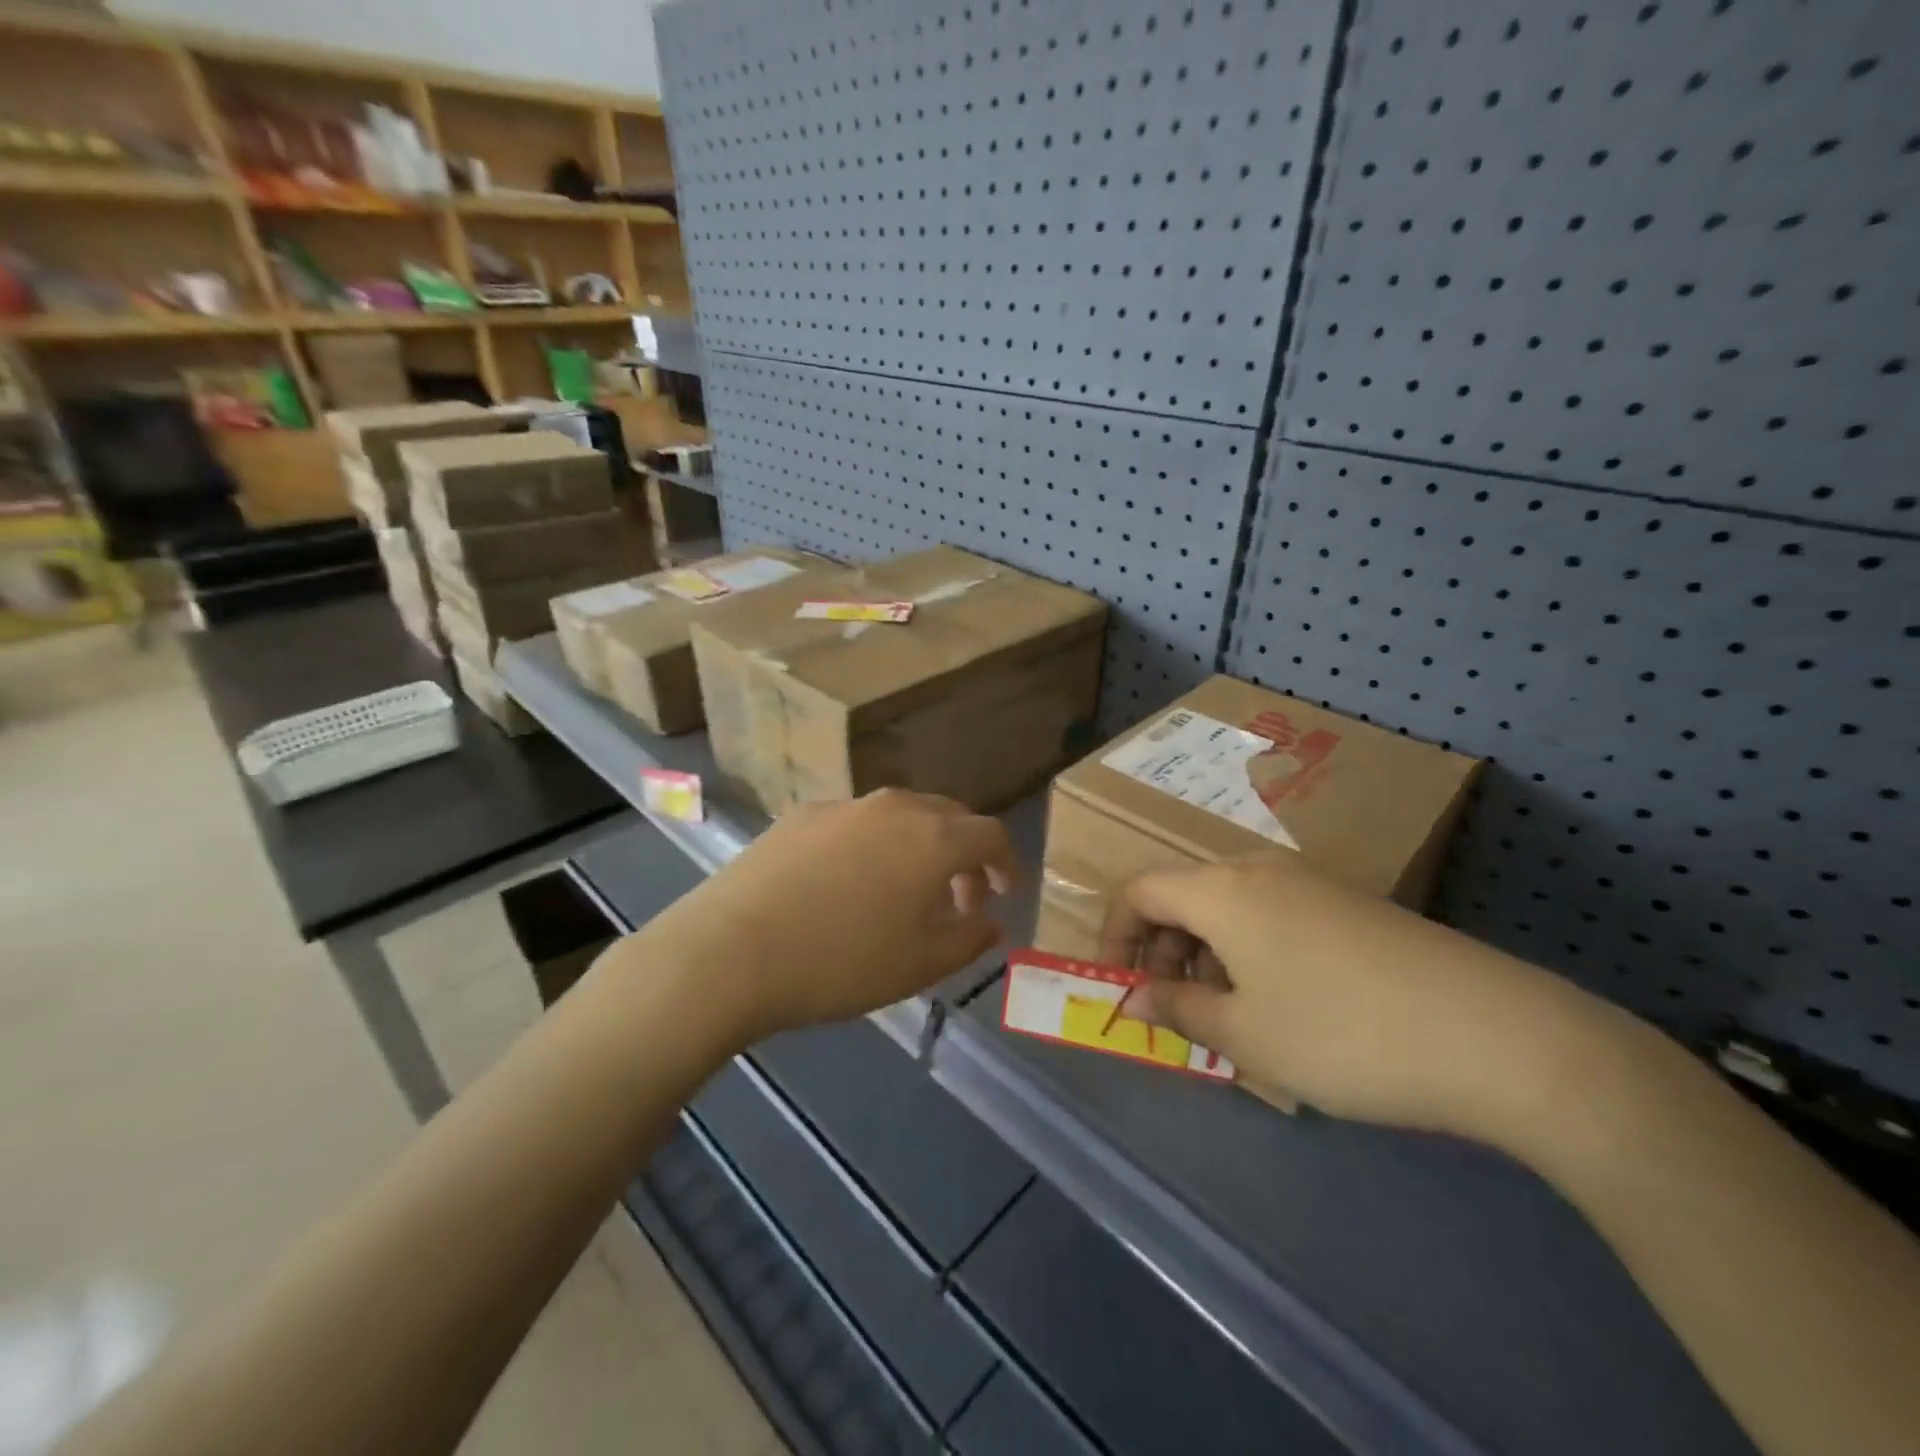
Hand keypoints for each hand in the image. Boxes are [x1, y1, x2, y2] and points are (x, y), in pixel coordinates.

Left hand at [632, 789, 1018, 1045]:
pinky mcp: (800, 815)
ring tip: (904, 893)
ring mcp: (843, 806)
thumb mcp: (921, 965)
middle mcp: (893, 807)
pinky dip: (873, 846)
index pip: (990, 834)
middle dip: (964, 854)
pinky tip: (848, 886)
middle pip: (948, 816)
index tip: (1004, 893)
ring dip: (918, 848)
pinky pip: (856, 823)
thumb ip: (969, 938)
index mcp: (933, 837)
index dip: (1006, 863)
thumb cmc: (841, 963)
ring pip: (900, 817)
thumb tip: (990, 920)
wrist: (729, 952)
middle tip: (959, 899)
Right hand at [1103, 856, 1629, 1139]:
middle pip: (1184, 895)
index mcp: (1222, 891)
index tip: (1120, 987)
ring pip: (1230, 907)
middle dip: (1163, 949)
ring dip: (1208, 954)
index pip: (1139, 891)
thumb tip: (1136, 995)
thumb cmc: (1343, 1034)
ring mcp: (1312, 883)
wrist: (1497, 1034)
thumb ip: (1179, 1009)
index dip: (1113, 936)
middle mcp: (1260, 871)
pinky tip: (1285, 1005)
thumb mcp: (1246, 1035)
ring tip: (1230, 1017)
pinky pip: (1274, 916)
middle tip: (1176, 1010)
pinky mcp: (1351, 905)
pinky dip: (1252, 952)